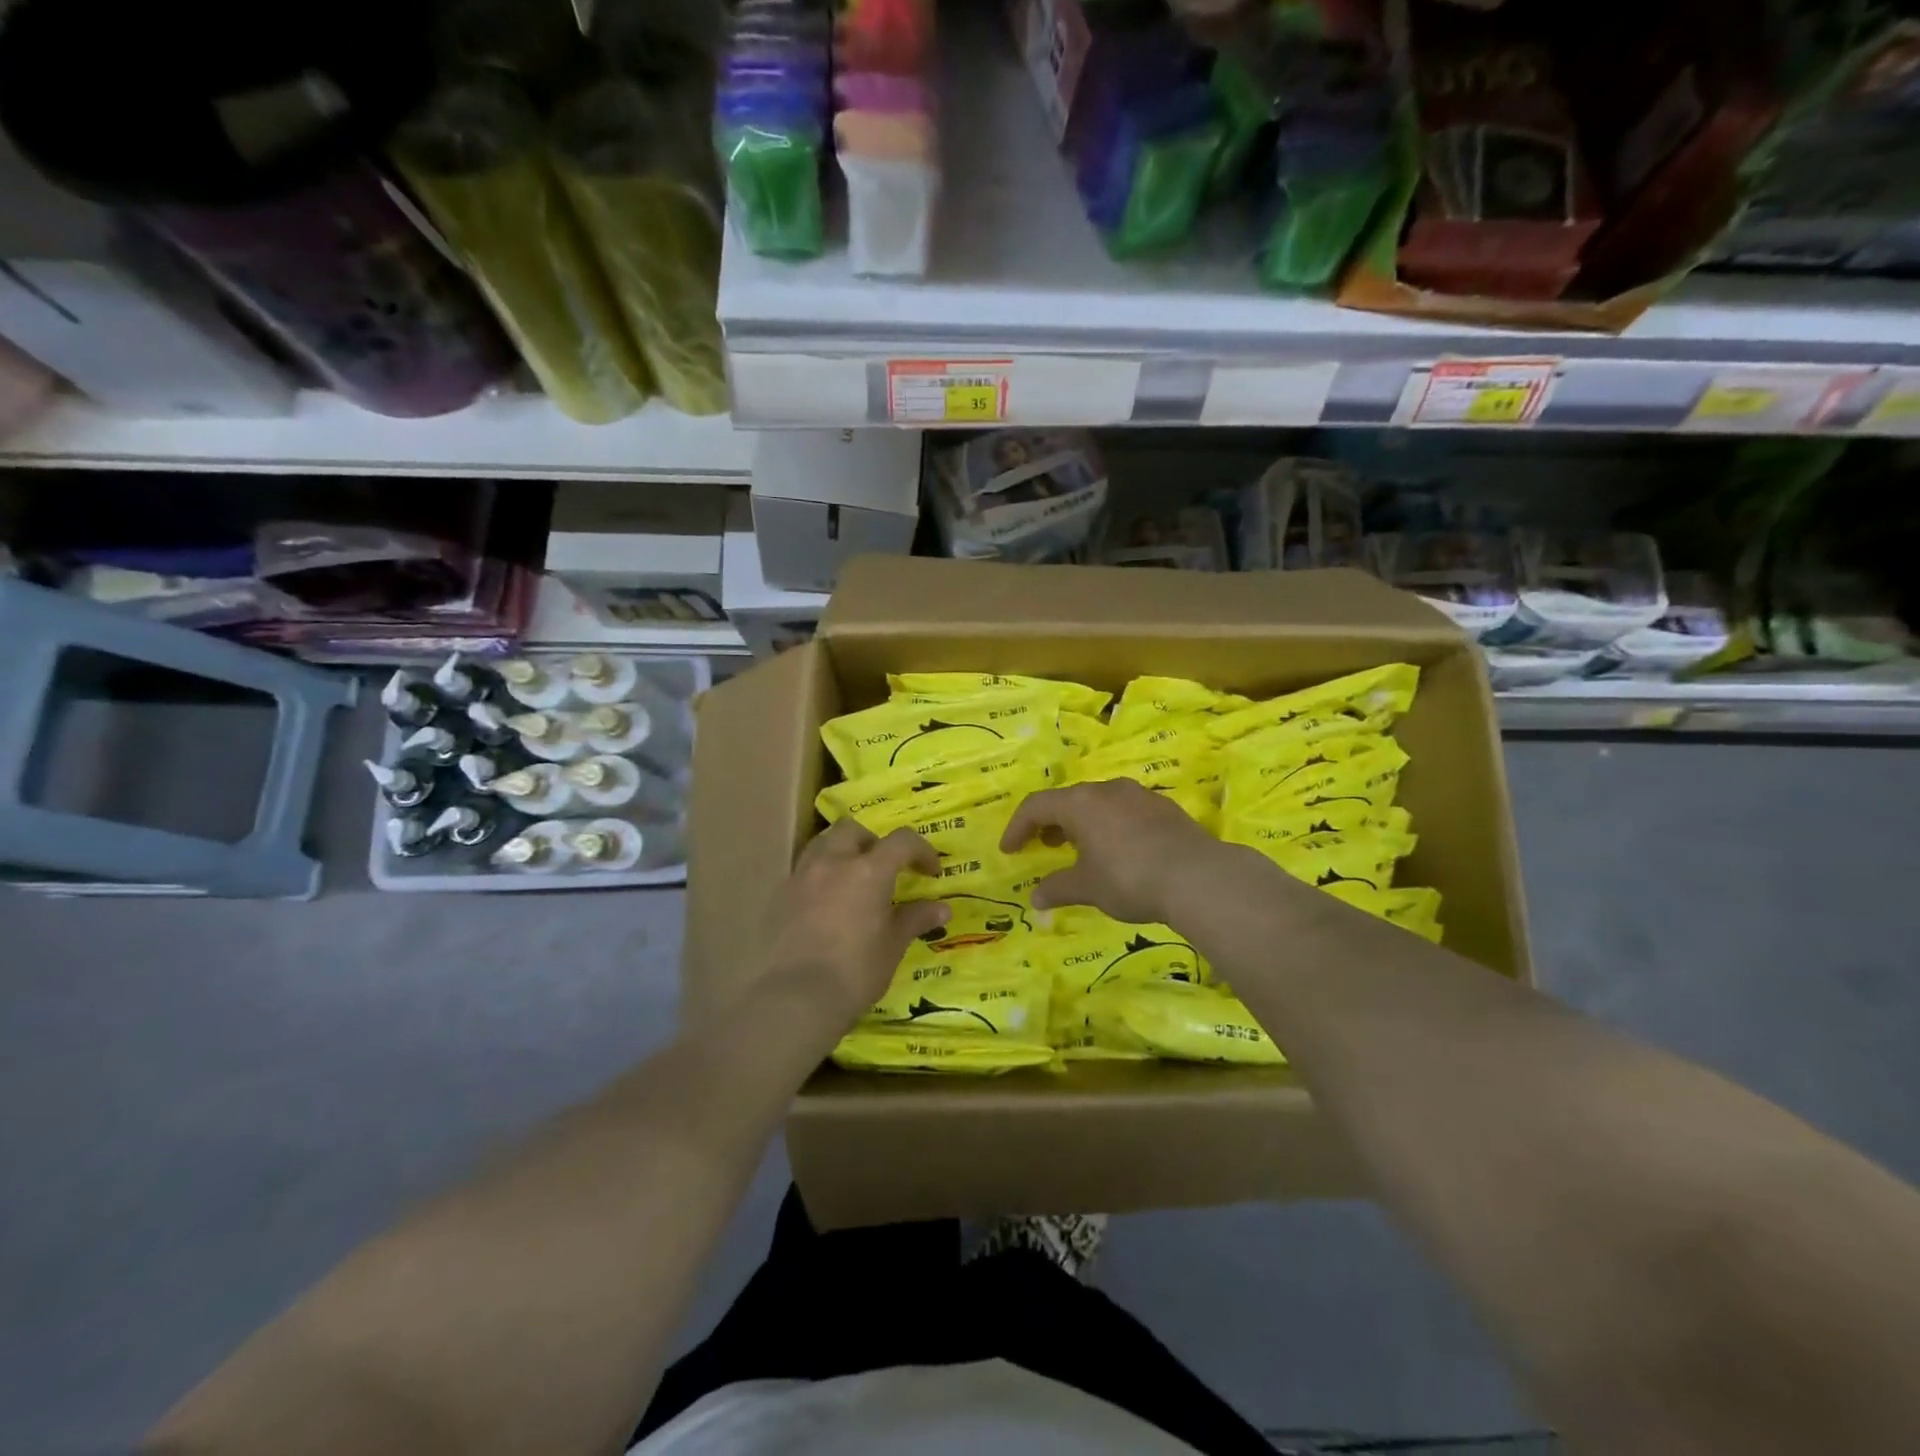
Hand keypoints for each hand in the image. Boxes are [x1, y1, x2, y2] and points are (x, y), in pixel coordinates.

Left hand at [757, 817, 949, 1034]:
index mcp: (868, 870)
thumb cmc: (855, 971)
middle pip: (854, 829)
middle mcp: (833, 862)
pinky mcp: (780, 895)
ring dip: (843, 851)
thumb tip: (942, 908)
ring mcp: (802, 876)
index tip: (931, 873)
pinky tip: (827, 904)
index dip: (922, 851)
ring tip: (853, 879)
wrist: (795, 998)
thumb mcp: (892, 946)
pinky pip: (805, 870)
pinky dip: (821, 875)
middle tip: (885, 869)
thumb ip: (915, 919)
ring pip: (823, 843)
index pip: (902, 841)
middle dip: (874, 842)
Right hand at [1000, 779, 1228, 926]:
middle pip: (1069, 800)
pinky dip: (1111, 826)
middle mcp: (1107, 790)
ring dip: (1083, 823)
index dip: (1017, 827)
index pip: (1036, 805)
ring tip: (1081, 849)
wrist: (1198, 877)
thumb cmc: (1129, 878)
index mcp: (1080, 803)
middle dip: (1051, 823)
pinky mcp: (1164, 807)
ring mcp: (1139, 795)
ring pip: (1100, 803)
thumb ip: (1058, 888)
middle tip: (1044, 846)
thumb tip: (1036, 898)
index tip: (1009, 850)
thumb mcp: (1088, 887)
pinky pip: (1126, 811)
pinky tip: (1120, 851)